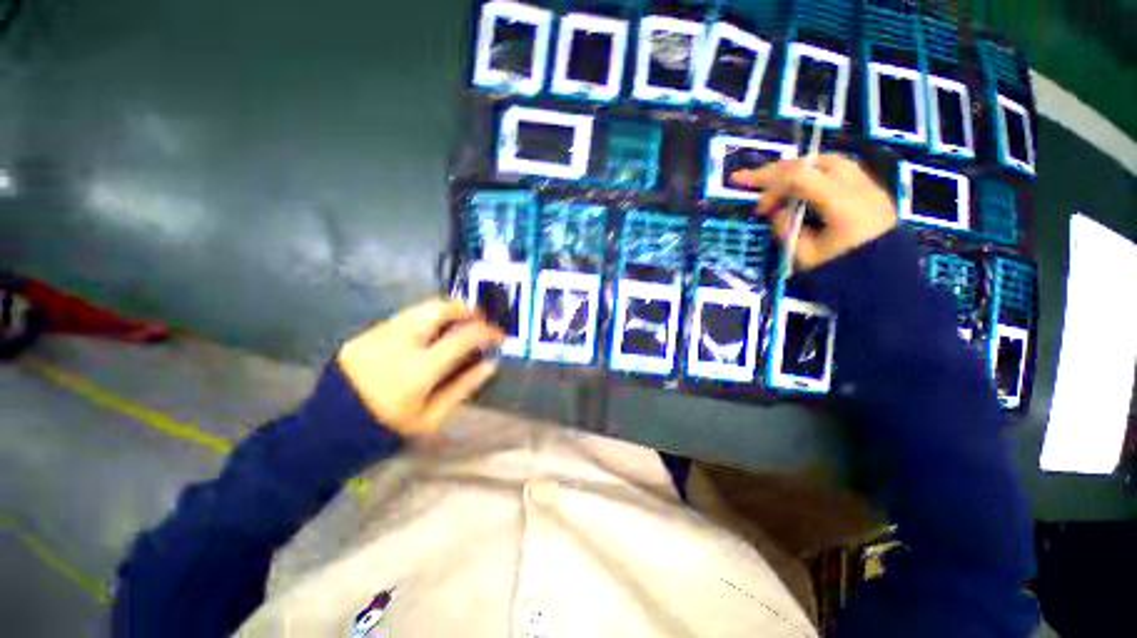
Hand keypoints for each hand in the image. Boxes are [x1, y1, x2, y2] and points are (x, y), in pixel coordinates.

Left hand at [337, 299, 504, 436]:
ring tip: (457, 324)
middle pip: (439, 309)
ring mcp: (377, 335)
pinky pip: (402, 319)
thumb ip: (464, 387)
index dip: (488, 332)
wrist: (325, 434)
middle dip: (466, 309)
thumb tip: (491, 363)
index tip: (499, 335)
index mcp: (419, 370)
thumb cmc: (386, 431)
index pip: (463, 337)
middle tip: (479, 319)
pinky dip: (423, 321)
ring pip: (420, 309)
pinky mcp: (363, 335)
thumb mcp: (431, 418)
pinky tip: (427, 336)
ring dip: (445, 312)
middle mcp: (398, 343)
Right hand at [731, 154, 896, 270]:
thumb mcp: (804, 256)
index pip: (799, 178)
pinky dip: (813, 172)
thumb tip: (774, 209)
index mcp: (843, 204)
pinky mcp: (870, 190)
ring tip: (772, 177)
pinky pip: (839, 169)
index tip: (758, 210)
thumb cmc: (842, 272)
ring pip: (827, 160)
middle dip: (775, 170)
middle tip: (746, 178)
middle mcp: (859, 186)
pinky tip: (799, 183)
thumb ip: (786, 228)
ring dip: (795, 167)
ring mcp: (869, 185)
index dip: (771, 189)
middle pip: (812, 162)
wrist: (885, 282)